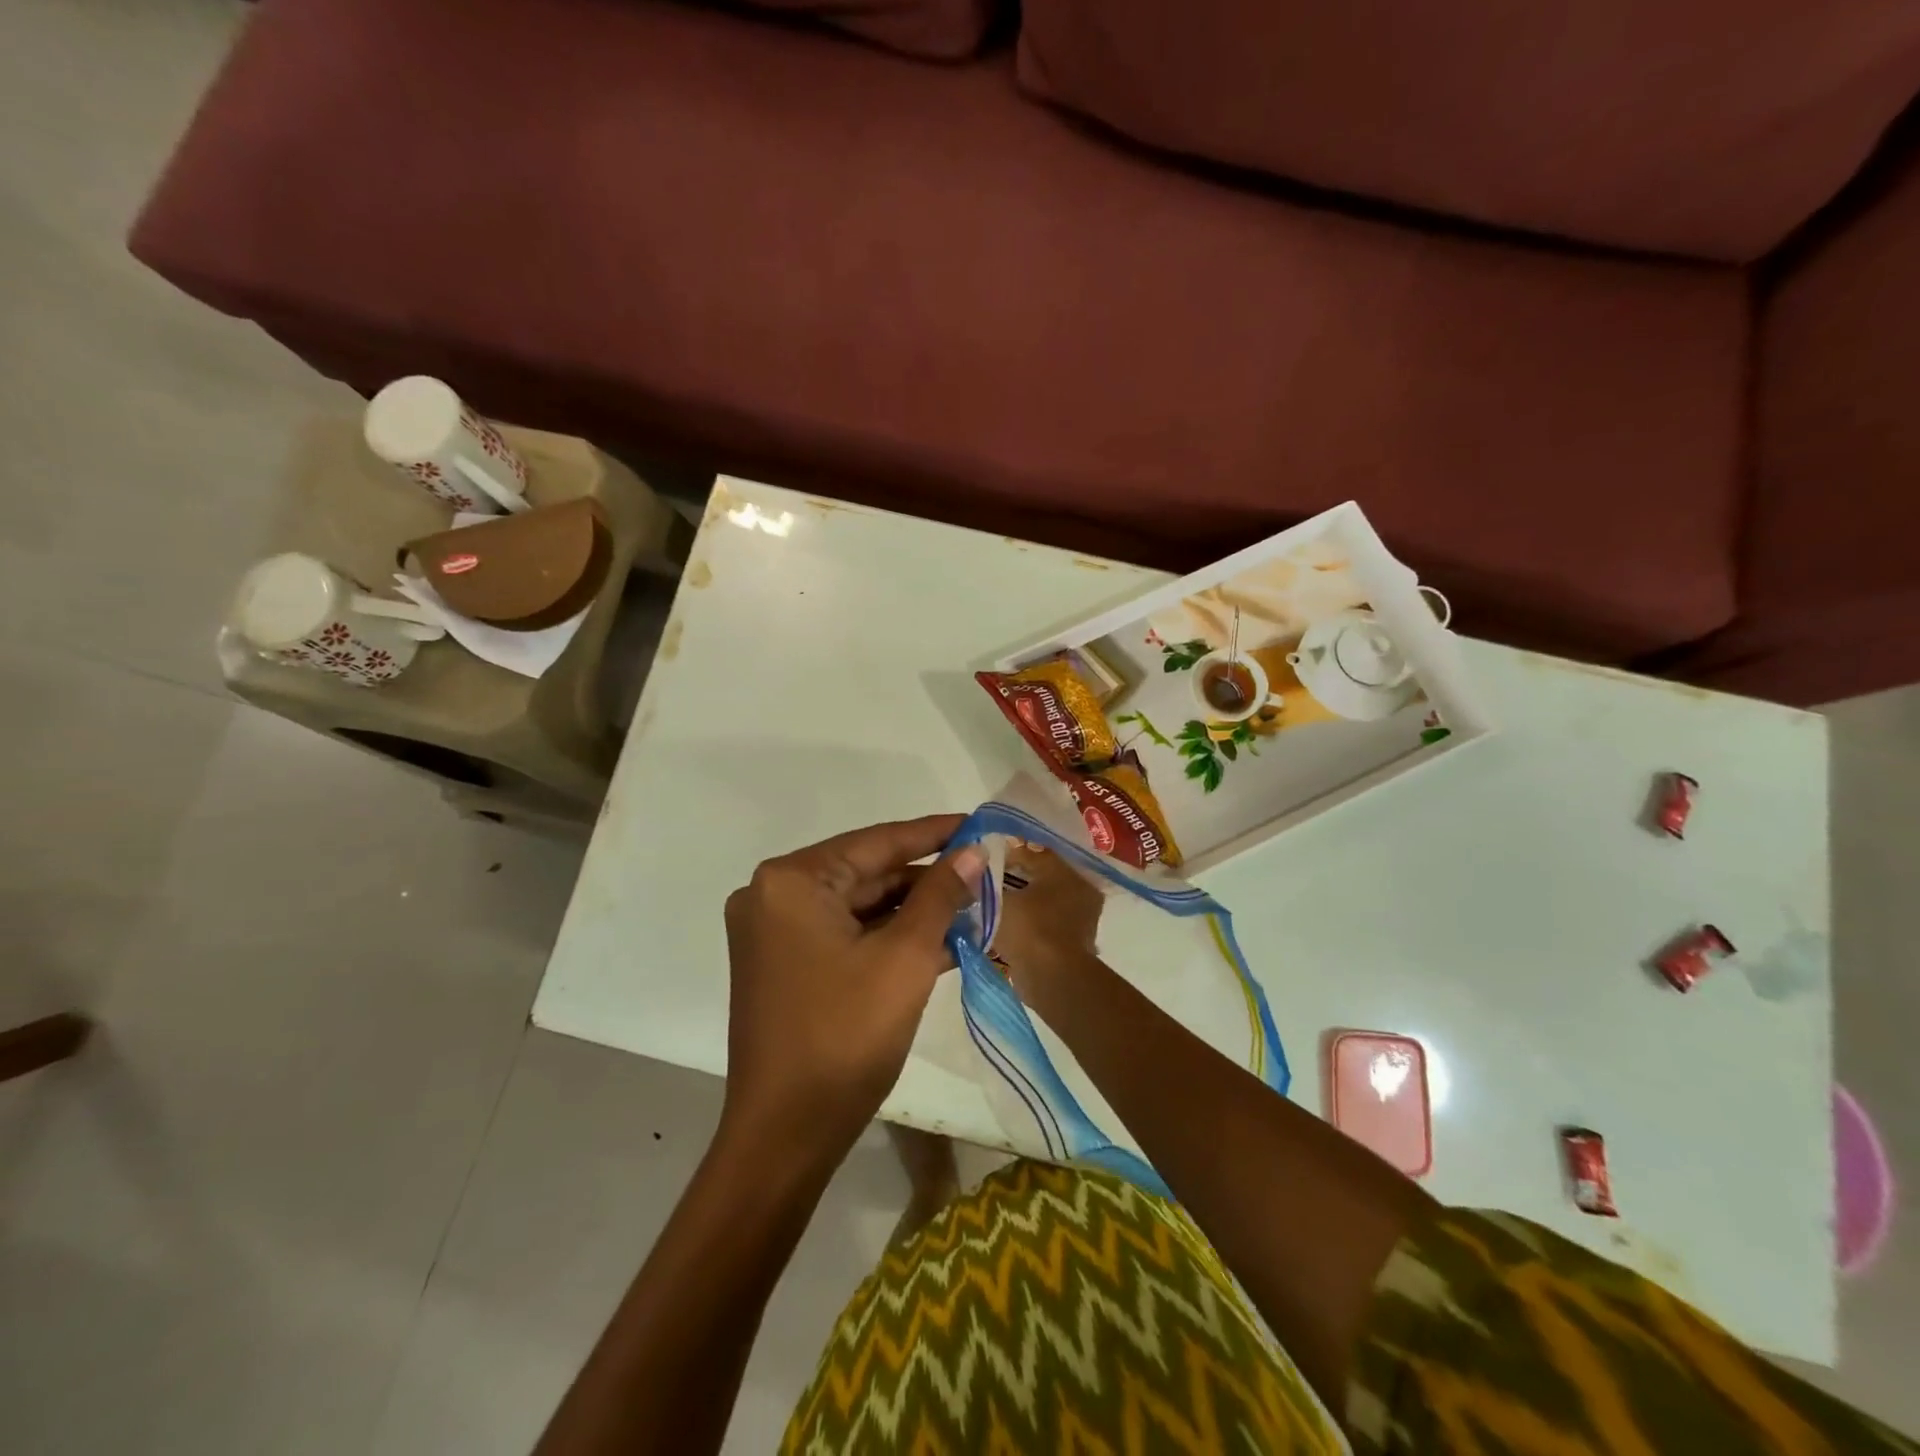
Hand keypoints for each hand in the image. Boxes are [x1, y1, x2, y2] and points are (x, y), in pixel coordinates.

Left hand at [720, 815, 984, 1169]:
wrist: (786, 1136)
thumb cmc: (845, 1036)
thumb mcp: (905, 958)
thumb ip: (940, 895)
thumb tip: (972, 852)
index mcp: (792, 881)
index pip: (877, 842)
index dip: (933, 833)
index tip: (977, 824)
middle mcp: (774, 895)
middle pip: (866, 873)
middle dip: (926, 880)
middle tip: (983, 877)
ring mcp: (775, 932)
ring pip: (859, 906)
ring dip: (913, 912)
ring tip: (972, 911)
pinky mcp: (784, 965)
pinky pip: (845, 934)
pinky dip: (888, 938)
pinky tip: (941, 942)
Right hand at [991, 844, 1105, 1009]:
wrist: (1053, 979)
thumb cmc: (1028, 930)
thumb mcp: (998, 901)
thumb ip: (985, 885)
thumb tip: (973, 874)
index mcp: (1066, 871)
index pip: (1032, 853)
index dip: (1003, 855)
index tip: (980, 862)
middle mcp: (1079, 890)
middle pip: (1039, 877)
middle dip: (1012, 879)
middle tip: (984, 884)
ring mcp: (1081, 918)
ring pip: (1042, 901)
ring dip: (1020, 903)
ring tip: (990, 907)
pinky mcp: (1074, 943)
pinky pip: (1045, 924)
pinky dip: (1027, 924)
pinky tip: (1005, 927)